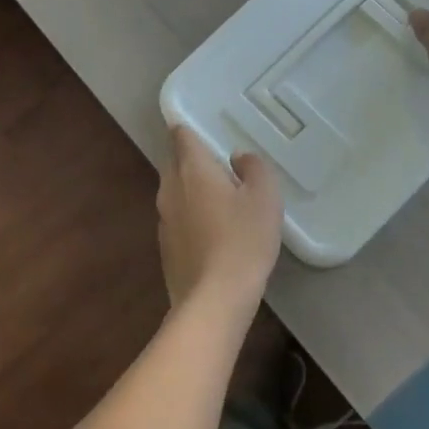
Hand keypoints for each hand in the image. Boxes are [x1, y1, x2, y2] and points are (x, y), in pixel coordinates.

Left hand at [157, 124, 283, 311]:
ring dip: (191, 189)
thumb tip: (238, 158)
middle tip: (218, 161)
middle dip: (190, 158)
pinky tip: (211, 230)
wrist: (214, 299)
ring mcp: (164, 220)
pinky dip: (190, 216)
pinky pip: (177, 219)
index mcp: (192, 170)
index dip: (189, 129)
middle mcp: (170, 189)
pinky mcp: (165, 248)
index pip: (181, 136)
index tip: (203, 130)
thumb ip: (254, 167)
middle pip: (174, 162)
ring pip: (174, 191)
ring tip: (218, 195)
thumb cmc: (243, 240)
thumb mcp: (265, 196)